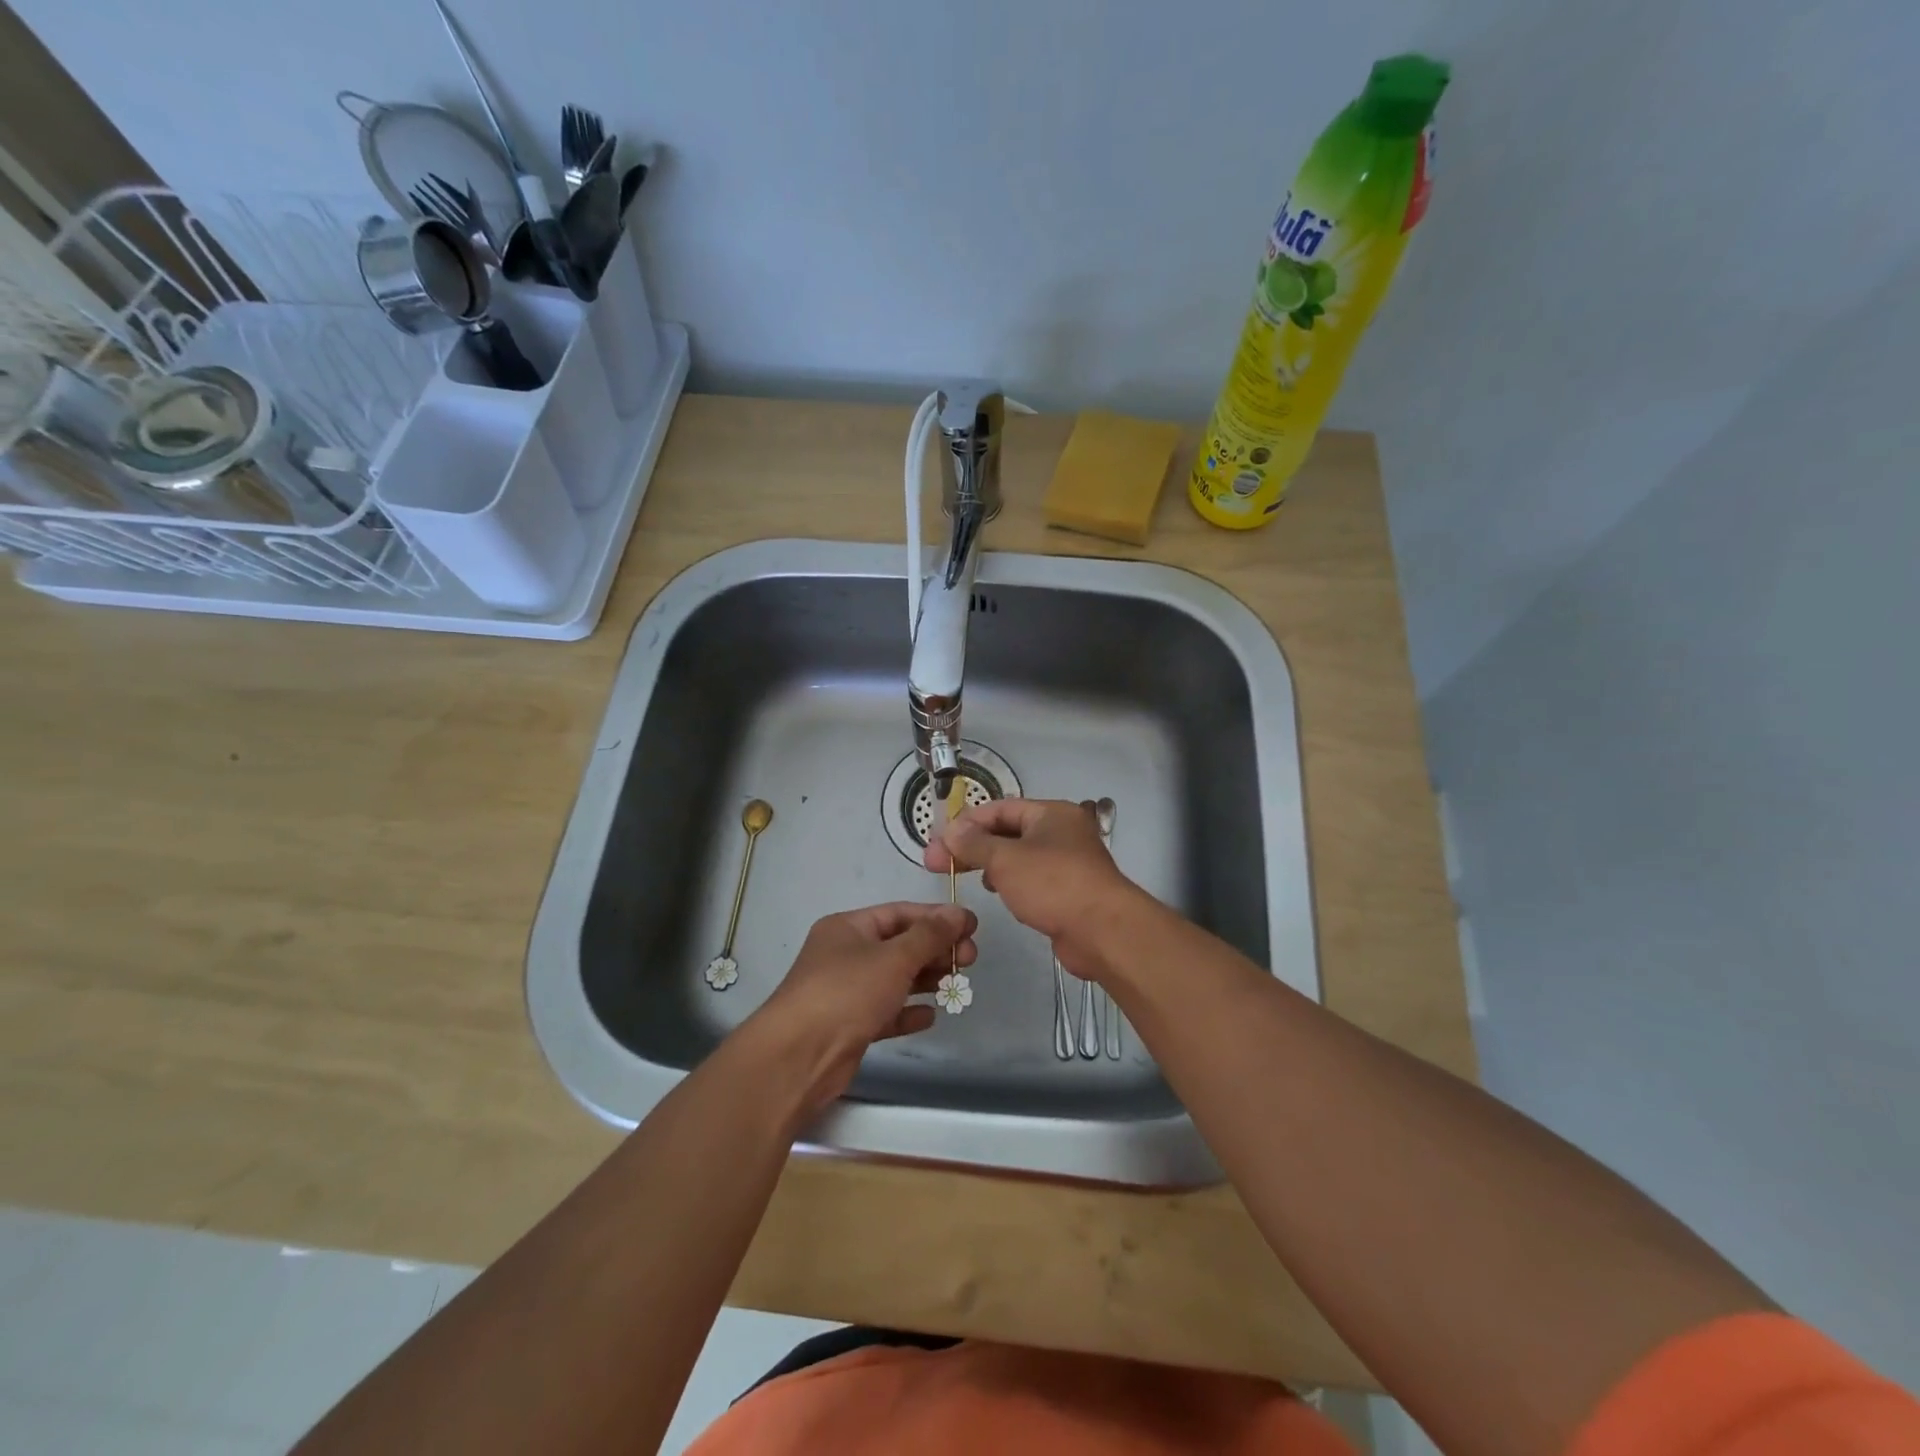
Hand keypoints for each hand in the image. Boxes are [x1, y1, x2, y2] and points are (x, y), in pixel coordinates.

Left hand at [748, 902, 976, 1116]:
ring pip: (893, 979)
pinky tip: (930, 1016)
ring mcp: (845, 992)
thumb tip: (959, 912)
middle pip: (898, 945)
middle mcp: (845, 955)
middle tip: (970, 960)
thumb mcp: (894, 957)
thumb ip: (929, 935)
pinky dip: (907, 1011)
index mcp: (848, 928)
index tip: (971, 926)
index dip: (936, 918)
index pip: (899, 914)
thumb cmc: (846, 993)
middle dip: (935, 950)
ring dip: (925, 979)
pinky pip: (885, 1012)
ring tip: (957, 984)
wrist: (798, 1057)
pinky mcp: (849, 1026)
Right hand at [924, 798, 1139, 977]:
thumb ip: (974, 843)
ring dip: (990, 862)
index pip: (1000, 808)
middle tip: (938, 863)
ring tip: (964, 874)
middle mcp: (1061, 832)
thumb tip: (951, 831)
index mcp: (1051, 813)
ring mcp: (1067, 862)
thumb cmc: (1053, 884)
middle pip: (1008, 831)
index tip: (938, 841)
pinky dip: (1010, 881)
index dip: (966, 822)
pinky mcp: (1068, 890)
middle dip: (973, 845)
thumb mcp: (1006, 859)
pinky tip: (995, 891)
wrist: (1103, 931)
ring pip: (1019, 856)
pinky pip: (1031, 878)